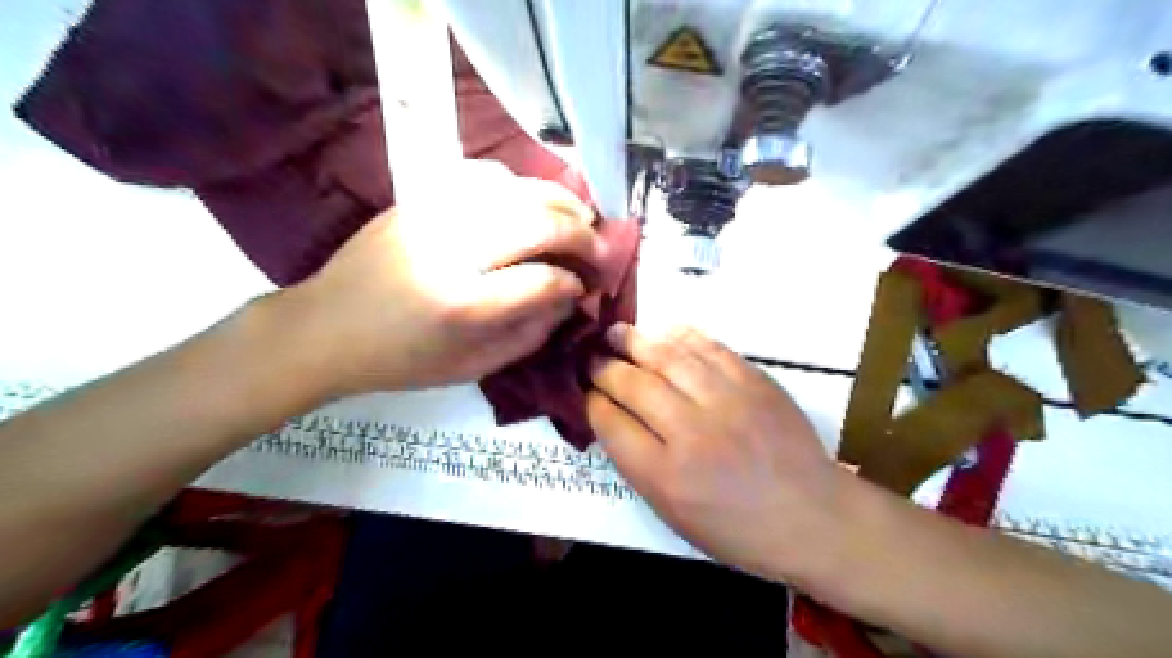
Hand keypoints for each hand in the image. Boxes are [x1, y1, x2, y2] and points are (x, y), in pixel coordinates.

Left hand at [282, 162, 602, 397]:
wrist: (326, 327)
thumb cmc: (402, 359)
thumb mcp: (473, 367)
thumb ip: (531, 334)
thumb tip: (569, 298)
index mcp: (463, 306)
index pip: (544, 281)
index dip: (574, 282)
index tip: (584, 288)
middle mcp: (452, 251)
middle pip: (539, 224)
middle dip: (582, 234)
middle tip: (599, 248)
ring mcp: (433, 215)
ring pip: (517, 189)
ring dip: (559, 201)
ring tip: (579, 216)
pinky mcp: (418, 197)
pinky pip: (482, 174)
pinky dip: (518, 184)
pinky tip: (528, 201)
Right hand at [590, 322, 848, 584]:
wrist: (811, 515)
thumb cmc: (736, 527)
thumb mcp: (673, 513)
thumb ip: (637, 463)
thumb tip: (611, 415)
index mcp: (665, 476)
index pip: (611, 423)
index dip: (591, 401)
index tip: (585, 390)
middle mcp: (691, 432)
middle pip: (633, 385)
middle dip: (604, 367)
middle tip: (591, 356)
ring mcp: (725, 401)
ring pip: (667, 357)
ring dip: (635, 341)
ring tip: (616, 333)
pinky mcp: (753, 381)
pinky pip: (708, 347)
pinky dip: (679, 335)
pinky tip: (662, 331)